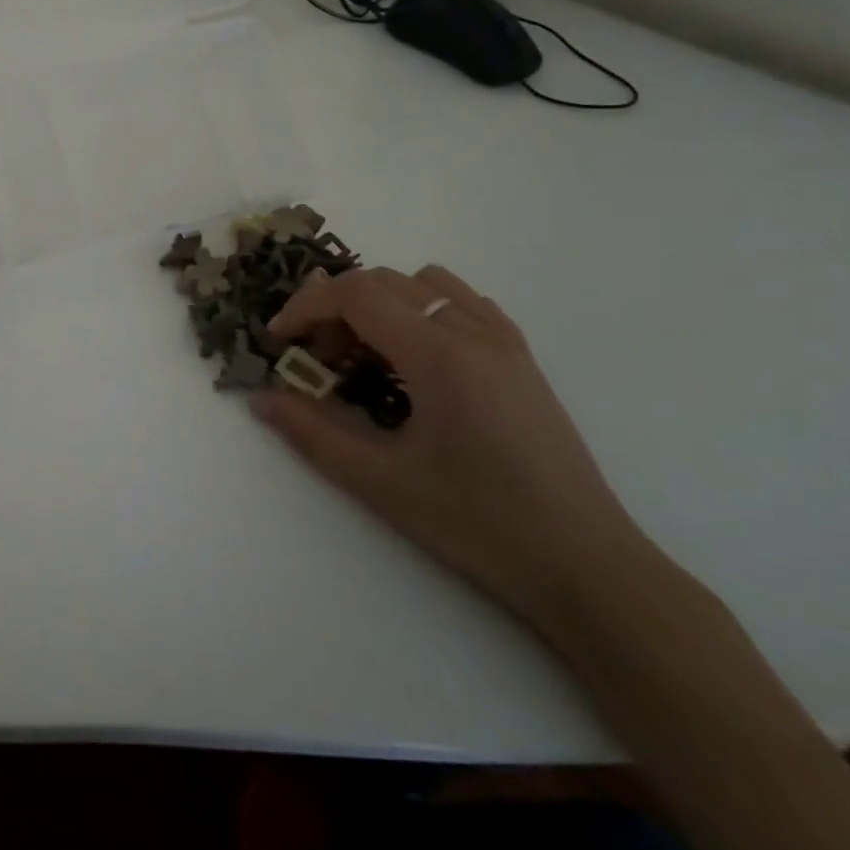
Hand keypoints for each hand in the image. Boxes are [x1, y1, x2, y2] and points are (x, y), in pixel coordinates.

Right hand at [251, 265, 655, 634]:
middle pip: (383, 281)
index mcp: (440, 355)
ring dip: (379, 304)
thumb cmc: (479, 525)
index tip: (279, 341)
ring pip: (424, 284)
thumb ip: (313, 433)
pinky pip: (463, 302)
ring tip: (367, 356)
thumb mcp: (381, 483)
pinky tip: (416, 359)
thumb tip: (261, 399)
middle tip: (318, 361)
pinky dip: (423, 309)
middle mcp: (474, 332)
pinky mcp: (522, 359)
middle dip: (335, 309)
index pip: (356, 294)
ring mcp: (505, 342)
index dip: (306, 307)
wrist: (588, 568)